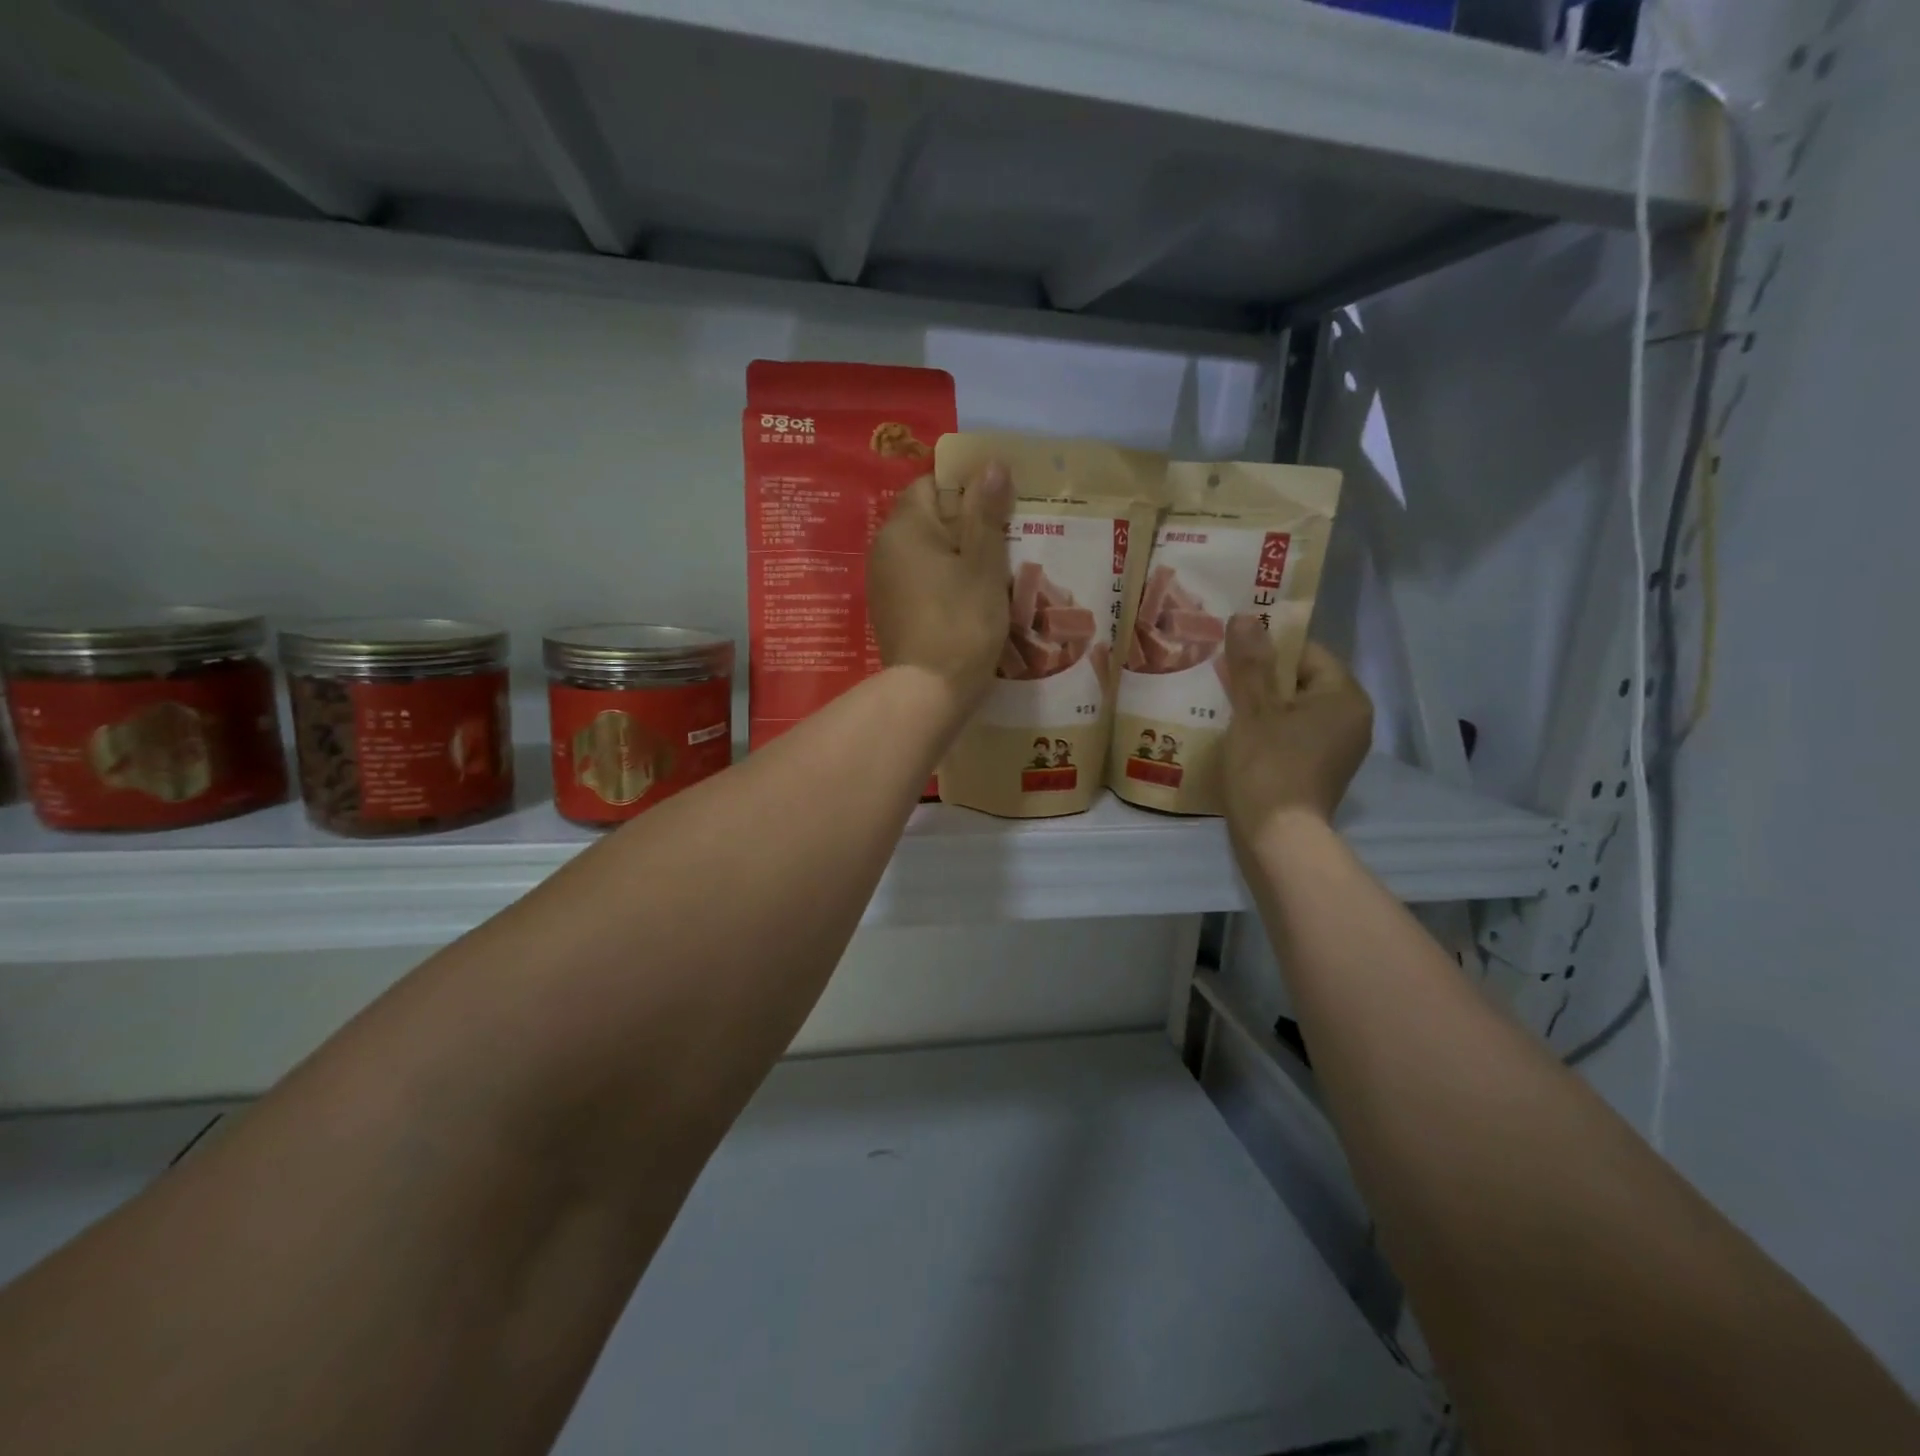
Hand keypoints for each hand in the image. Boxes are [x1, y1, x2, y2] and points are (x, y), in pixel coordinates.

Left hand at [868, 463, 1012, 709]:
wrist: (929, 691)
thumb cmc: (962, 621)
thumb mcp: (983, 563)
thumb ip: (986, 512)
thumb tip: (991, 464)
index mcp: (905, 527)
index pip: (932, 484)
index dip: (966, 490)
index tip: (998, 511)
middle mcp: (884, 547)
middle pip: (928, 518)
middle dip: (965, 526)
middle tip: (1003, 545)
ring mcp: (883, 581)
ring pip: (925, 552)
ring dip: (955, 557)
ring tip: (990, 576)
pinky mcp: (889, 610)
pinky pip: (918, 580)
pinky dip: (941, 582)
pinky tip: (967, 602)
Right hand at [1221, 621, 1372, 844]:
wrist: (1278, 839)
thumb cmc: (1269, 767)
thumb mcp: (1254, 710)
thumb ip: (1251, 663)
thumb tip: (1246, 617)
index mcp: (1344, 696)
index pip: (1307, 653)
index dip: (1268, 649)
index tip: (1232, 654)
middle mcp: (1351, 719)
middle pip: (1301, 681)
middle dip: (1261, 679)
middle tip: (1221, 678)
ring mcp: (1338, 748)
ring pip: (1295, 710)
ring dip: (1261, 706)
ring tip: (1222, 705)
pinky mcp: (1320, 770)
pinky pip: (1294, 735)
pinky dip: (1269, 731)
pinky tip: (1238, 736)